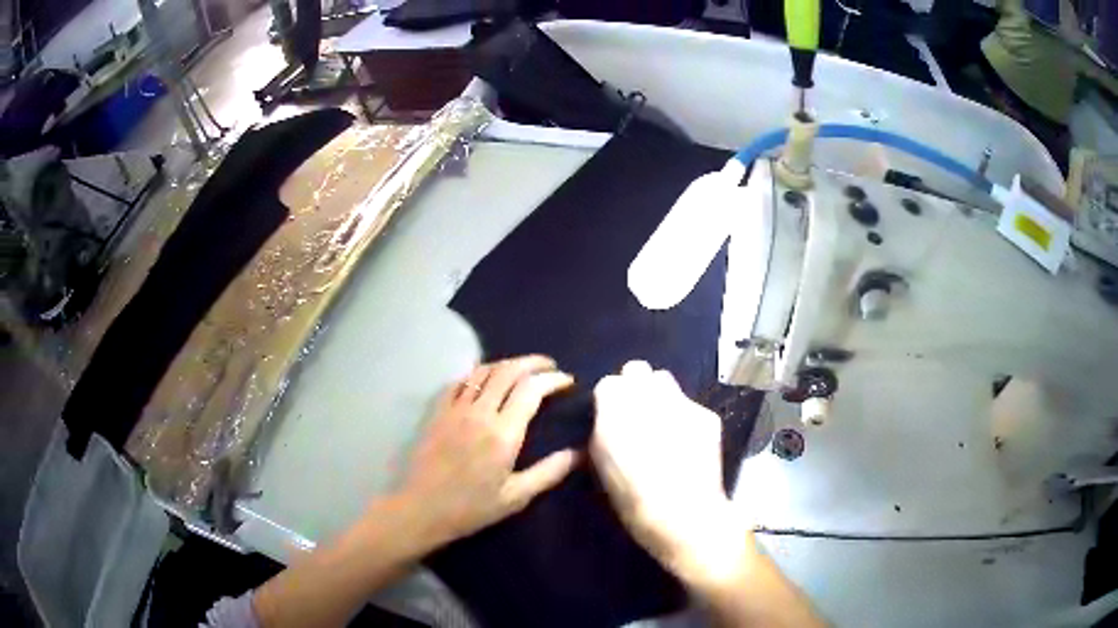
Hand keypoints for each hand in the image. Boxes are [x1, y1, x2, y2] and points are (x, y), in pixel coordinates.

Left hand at [397, 355, 578, 547]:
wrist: (422, 509)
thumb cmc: (471, 508)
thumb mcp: (516, 497)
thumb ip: (549, 472)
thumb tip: (577, 453)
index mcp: (503, 434)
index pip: (531, 390)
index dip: (552, 379)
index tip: (567, 381)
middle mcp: (480, 413)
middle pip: (509, 371)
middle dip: (533, 363)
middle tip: (549, 366)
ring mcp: (455, 409)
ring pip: (483, 371)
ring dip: (507, 364)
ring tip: (522, 370)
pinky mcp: (437, 412)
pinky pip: (459, 381)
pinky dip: (477, 373)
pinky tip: (485, 380)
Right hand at [592, 361, 751, 587]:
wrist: (684, 515)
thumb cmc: (633, 499)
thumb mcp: (601, 466)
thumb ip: (602, 432)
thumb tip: (607, 419)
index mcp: (615, 409)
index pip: (608, 384)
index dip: (609, 401)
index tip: (611, 419)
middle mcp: (648, 396)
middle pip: (637, 370)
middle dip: (634, 387)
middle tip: (636, 414)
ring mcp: (681, 402)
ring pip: (665, 380)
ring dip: (659, 395)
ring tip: (662, 422)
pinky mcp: (706, 414)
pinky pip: (690, 404)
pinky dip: (684, 416)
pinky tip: (687, 441)